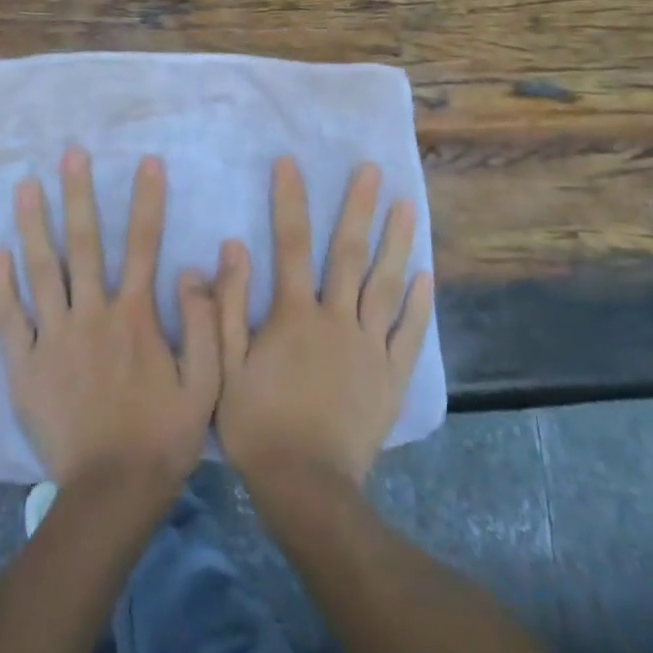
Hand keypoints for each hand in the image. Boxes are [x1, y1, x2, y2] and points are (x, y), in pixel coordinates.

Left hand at [0, 148, 221, 498]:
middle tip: (71, 154)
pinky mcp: (24, 366)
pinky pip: (8, 318)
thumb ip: (204, 322)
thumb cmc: (163, 436)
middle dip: (80, 194)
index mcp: (135, 316)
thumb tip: (195, 267)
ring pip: (42, 270)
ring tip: (26, 186)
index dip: (147, 200)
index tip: (147, 161)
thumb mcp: (206, 382)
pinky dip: (0, 284)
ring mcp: (53, 339)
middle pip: (85, 244)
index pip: (144, 244)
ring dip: (34, 224)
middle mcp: (92, 315)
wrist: (110, 494)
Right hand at [215, 158, 434, 490]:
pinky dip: (419, 302)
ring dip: (397, 241)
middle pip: (348, 253)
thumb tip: (231, 248)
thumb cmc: (258, 426)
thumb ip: (226, 307)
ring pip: (386, 284)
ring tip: (407, 205)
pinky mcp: (392, 375)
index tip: (290, 162)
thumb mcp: (225, 367)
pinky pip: (409, 332)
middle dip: (358, 207)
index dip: (289, 200)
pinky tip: (426, 274)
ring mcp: (370, 346)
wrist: (307, 489)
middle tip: (372, 169)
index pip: (290, 244)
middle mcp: (337, 318)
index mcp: (294, 315)